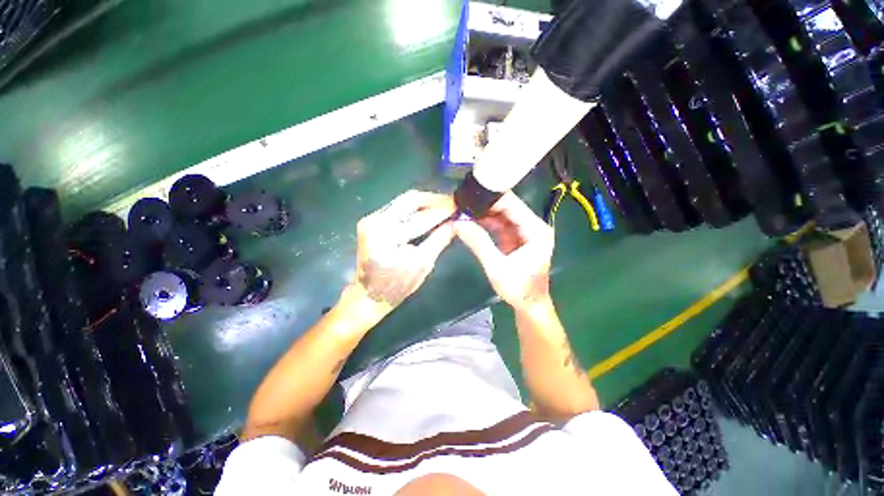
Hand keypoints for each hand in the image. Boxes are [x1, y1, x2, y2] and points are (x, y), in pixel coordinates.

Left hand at [351, 190, 455, 316]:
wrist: (367, 297)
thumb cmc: (396, 286)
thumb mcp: (422, 263)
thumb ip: (440, 240)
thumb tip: (456, 223)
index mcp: (386, 233)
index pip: (420, 216)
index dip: (442, 211)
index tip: (458, 207)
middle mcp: (375, 220)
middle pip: (409, 199)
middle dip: (433, 200)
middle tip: (452, 203)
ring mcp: (371, 220)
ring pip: (404, 203)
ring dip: (425, 205)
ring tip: (444, 207)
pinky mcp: (372, 223)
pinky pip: (398, 210)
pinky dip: (415, 211)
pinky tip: (429, 214)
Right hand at [455, 192, 553, 311]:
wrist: (529, 306)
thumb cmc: (518, 290)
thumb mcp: (496, 267)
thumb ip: (479, 243)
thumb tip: (458, 223)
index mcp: (536, 231)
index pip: (513, 205)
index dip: (492, 197)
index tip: (471, 194)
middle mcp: (533, 226)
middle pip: (508, 207)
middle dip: (485, 203)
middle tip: (463, 200)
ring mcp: (524, 231)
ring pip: (502, 214)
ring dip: (484, 212)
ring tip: (463, 208)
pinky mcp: (516, 237)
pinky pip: (499, 224)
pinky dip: (486, 222)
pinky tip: (471, 219)